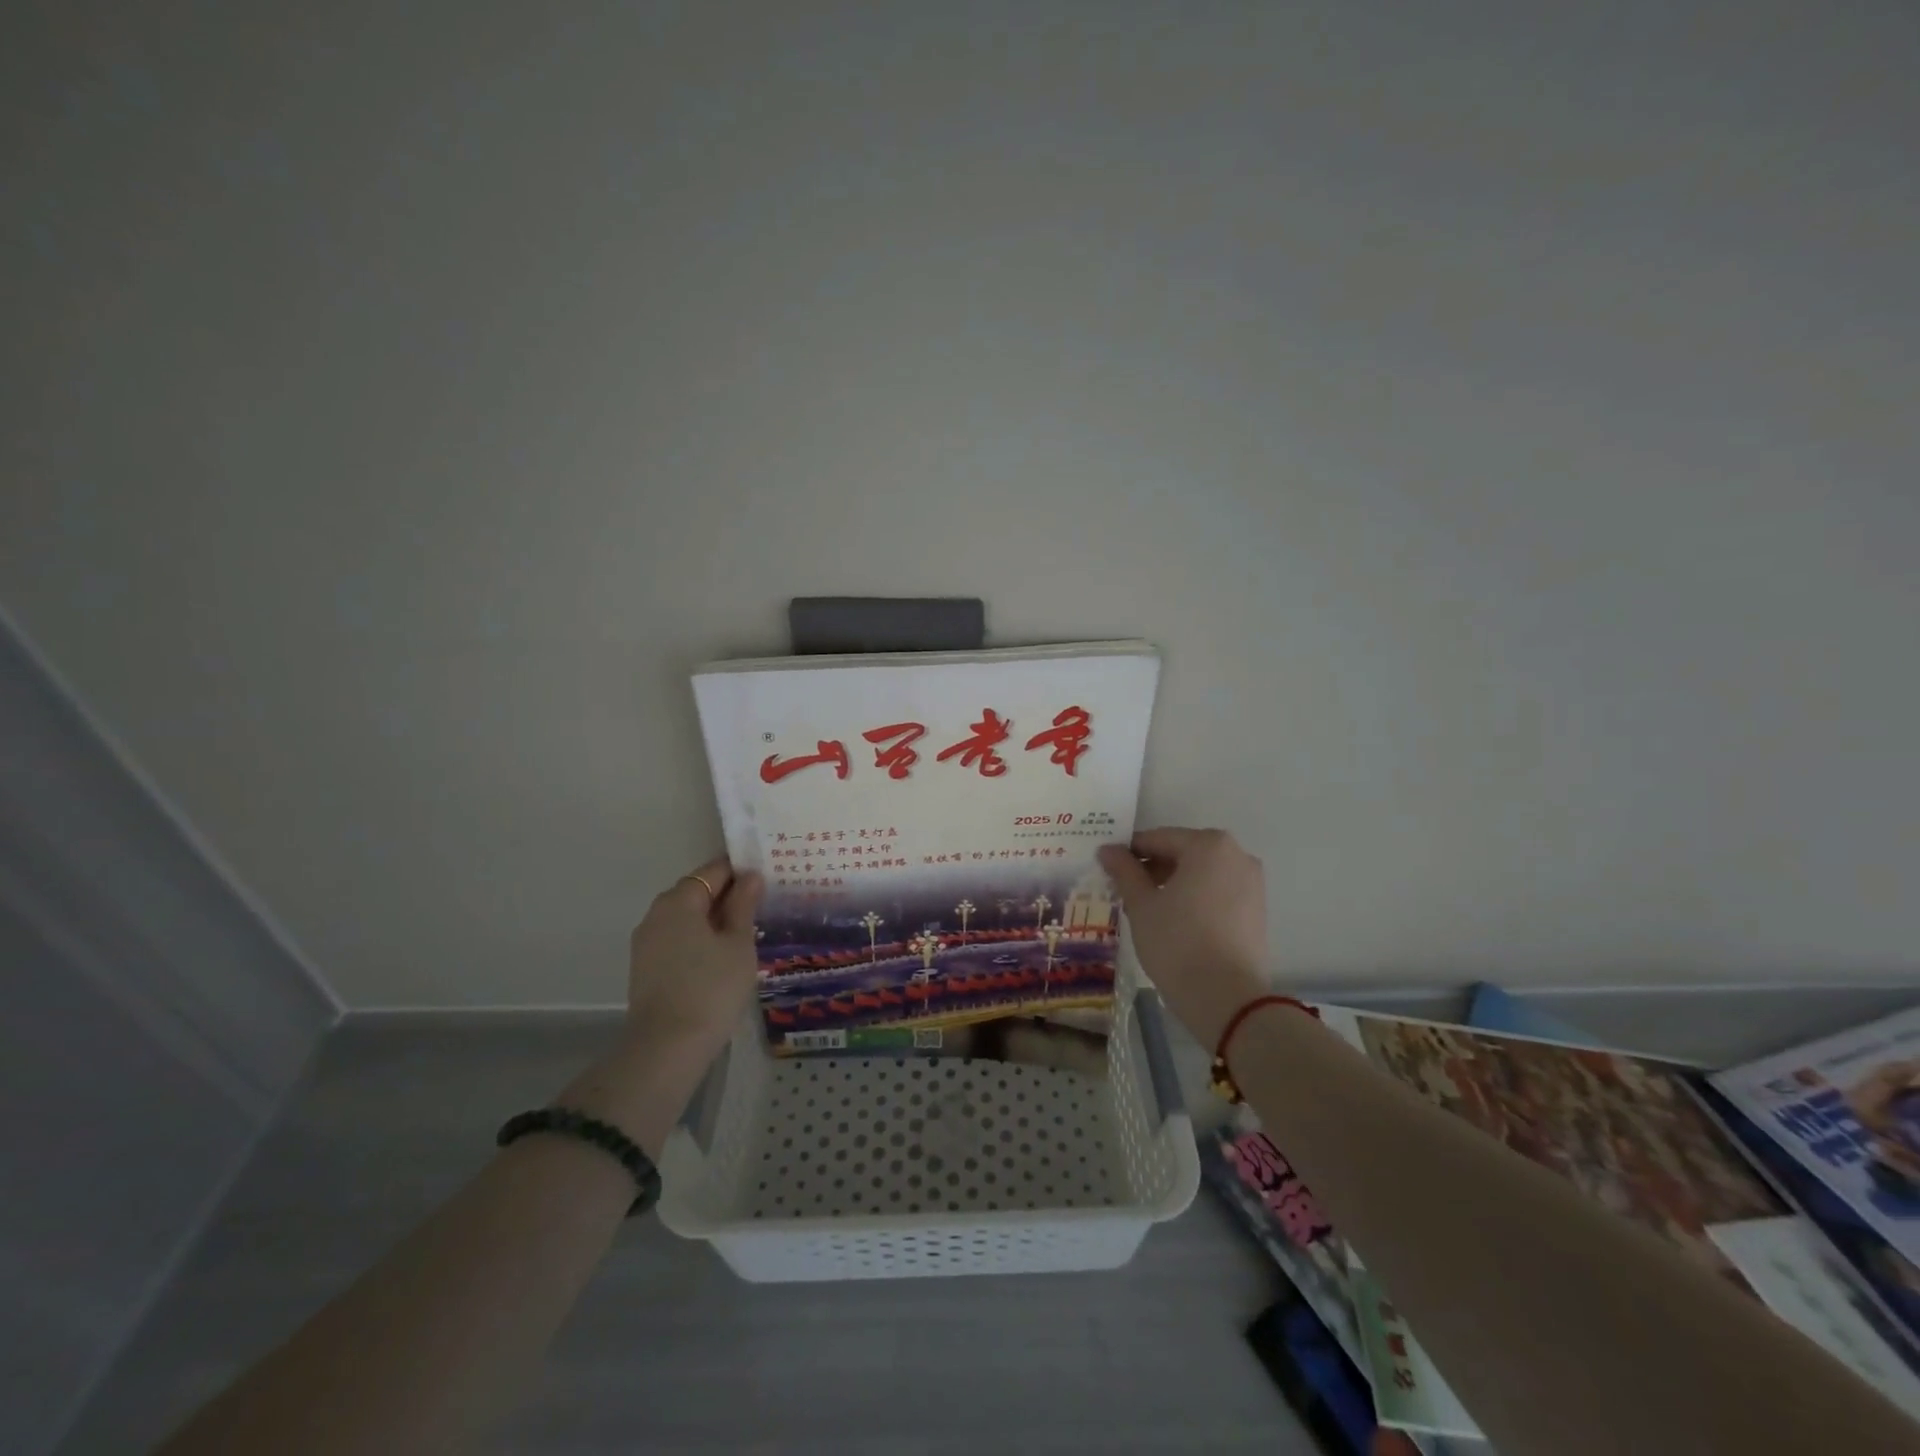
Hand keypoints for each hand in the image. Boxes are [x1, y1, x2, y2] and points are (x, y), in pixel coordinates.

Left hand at [625, 856, 764, 1064]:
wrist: (667, 1048)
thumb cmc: (711, 988)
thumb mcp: (738, 943)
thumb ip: (743, 905)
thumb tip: (750, 876)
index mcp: (679, 901)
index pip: (713, 870)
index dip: (741, 870)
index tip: (766, 877)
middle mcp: (656, 914)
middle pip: (696, 892)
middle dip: (727, 895)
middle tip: (761, 905)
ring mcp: (646, 942)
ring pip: (686, 917)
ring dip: (713, 919)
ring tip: (745, 932)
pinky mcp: (645, 968)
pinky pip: (677, 939)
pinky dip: (699, 939)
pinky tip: (721, 956)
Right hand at [1098, 828, 1270, 1048]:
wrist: (1228, 999)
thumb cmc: (1177, 942)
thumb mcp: (1142, 905)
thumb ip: (1124, 871)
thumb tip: (1107, 850)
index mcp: (1207, 845)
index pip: (1157, 839)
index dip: (1128, 853)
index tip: (1107, 868)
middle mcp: (1236, 854)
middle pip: (1183, 853)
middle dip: (1152, 869)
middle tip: (1125, 892)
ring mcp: (1252, 882)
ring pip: (1201, 873)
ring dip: (1173, 884)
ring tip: (1147, 910)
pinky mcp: (1257, 909)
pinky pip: (1217, 891)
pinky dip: (1195, 898)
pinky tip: (1174, 922)